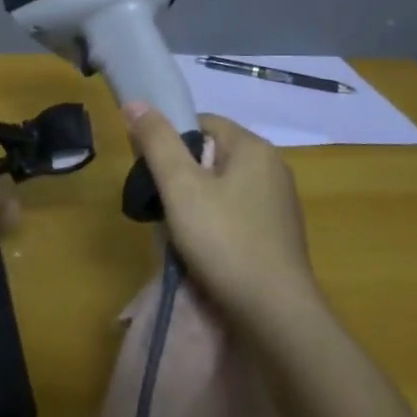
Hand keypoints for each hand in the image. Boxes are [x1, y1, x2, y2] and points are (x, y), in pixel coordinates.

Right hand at [123, 104, 320, 331]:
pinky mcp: (280, 233)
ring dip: (197, 200)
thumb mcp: (180, 186)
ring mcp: (280, 202)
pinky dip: (217, 222)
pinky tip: (205, 248)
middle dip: (181, 173)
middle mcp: (273, 166)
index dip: (169, 140)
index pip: (201, 122)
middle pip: (212, 153)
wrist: (276, 314)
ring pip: (223, 185)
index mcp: (253, 146)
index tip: (150, 169)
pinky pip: (238, 212)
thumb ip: (156, 141)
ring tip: (178, 230)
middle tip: (161, 203)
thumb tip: (135, 102)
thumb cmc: (224, 240)